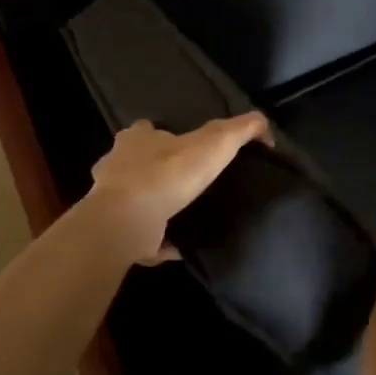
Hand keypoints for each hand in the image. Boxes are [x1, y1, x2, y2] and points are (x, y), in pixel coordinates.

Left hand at [87, 113, 270, 264]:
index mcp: (137, 139)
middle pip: (133, 163)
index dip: (162, 134)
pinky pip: (140, 235)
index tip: (181, 145)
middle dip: (153, 170)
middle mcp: (117, 165)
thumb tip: (265, 126)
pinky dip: (157, 242)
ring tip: (184, 216)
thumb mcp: (216, 141)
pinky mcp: (115, 232)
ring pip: (133, 200)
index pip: (146, 129)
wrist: (128, 220)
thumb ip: (242, 129)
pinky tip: (179, 248)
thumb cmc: (169, 173)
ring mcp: (110, 201)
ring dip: (154, 207)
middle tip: (184, 184)